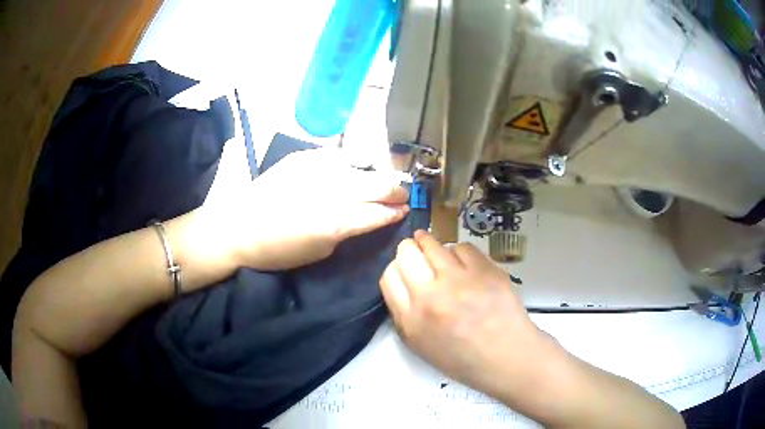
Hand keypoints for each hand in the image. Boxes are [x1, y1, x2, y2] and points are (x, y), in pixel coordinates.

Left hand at [202, 148, 409, 270]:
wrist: (237, 226)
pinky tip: (347, 173)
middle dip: (394, 189)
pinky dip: (347, 167)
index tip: (404, 209)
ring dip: (372, 176)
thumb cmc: (278, 250)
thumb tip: (369, 216)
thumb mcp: (321, 251)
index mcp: (337, 221)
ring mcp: (318, 168)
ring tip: (377, 183)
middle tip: (402, 194)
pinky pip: (336, 158)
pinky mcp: (303, 157)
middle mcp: (332, 190)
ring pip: (359, 167)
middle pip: (377, 183)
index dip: (395, 211)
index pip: (379, 211)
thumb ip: (349, 230)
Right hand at [379, 230, 555, 401]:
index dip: (397, 268)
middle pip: (407, 252)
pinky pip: (462, 247)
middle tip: (419, 255)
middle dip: (410, 250)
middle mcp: (430, 296)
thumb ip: (404, 314)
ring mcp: (459, 280)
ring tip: (440, 254)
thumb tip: (403, 282)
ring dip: (432, 246)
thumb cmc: (463, 359)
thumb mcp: (420, 346)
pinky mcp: (484, 270)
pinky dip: (460, 253)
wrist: (507, 358)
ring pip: (433, 244)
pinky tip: (465, 265)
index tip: (406, 269)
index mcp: (411, 320)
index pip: (389, 276)